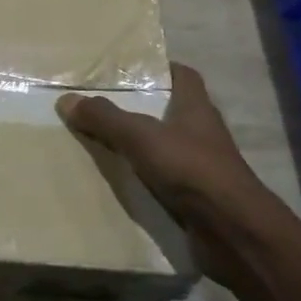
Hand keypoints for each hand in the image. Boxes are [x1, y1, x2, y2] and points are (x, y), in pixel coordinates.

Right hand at [57, 63, 300, 278]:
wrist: (233, 232)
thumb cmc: (191, 169)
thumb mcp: (140, 137)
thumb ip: (105, 118)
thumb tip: (67, 99)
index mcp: (196, 108)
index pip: (183, 75)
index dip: (159, 68)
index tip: (128, 68)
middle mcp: (202, 132)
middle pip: (170, 110)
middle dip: (140, 107)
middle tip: (101, 104)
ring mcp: (201, 166)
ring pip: (165, 145)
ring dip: (140, 144)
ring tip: (101, 140)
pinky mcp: (196, 197)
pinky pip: (163, 178)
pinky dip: (143, 177)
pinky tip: (118, 179)